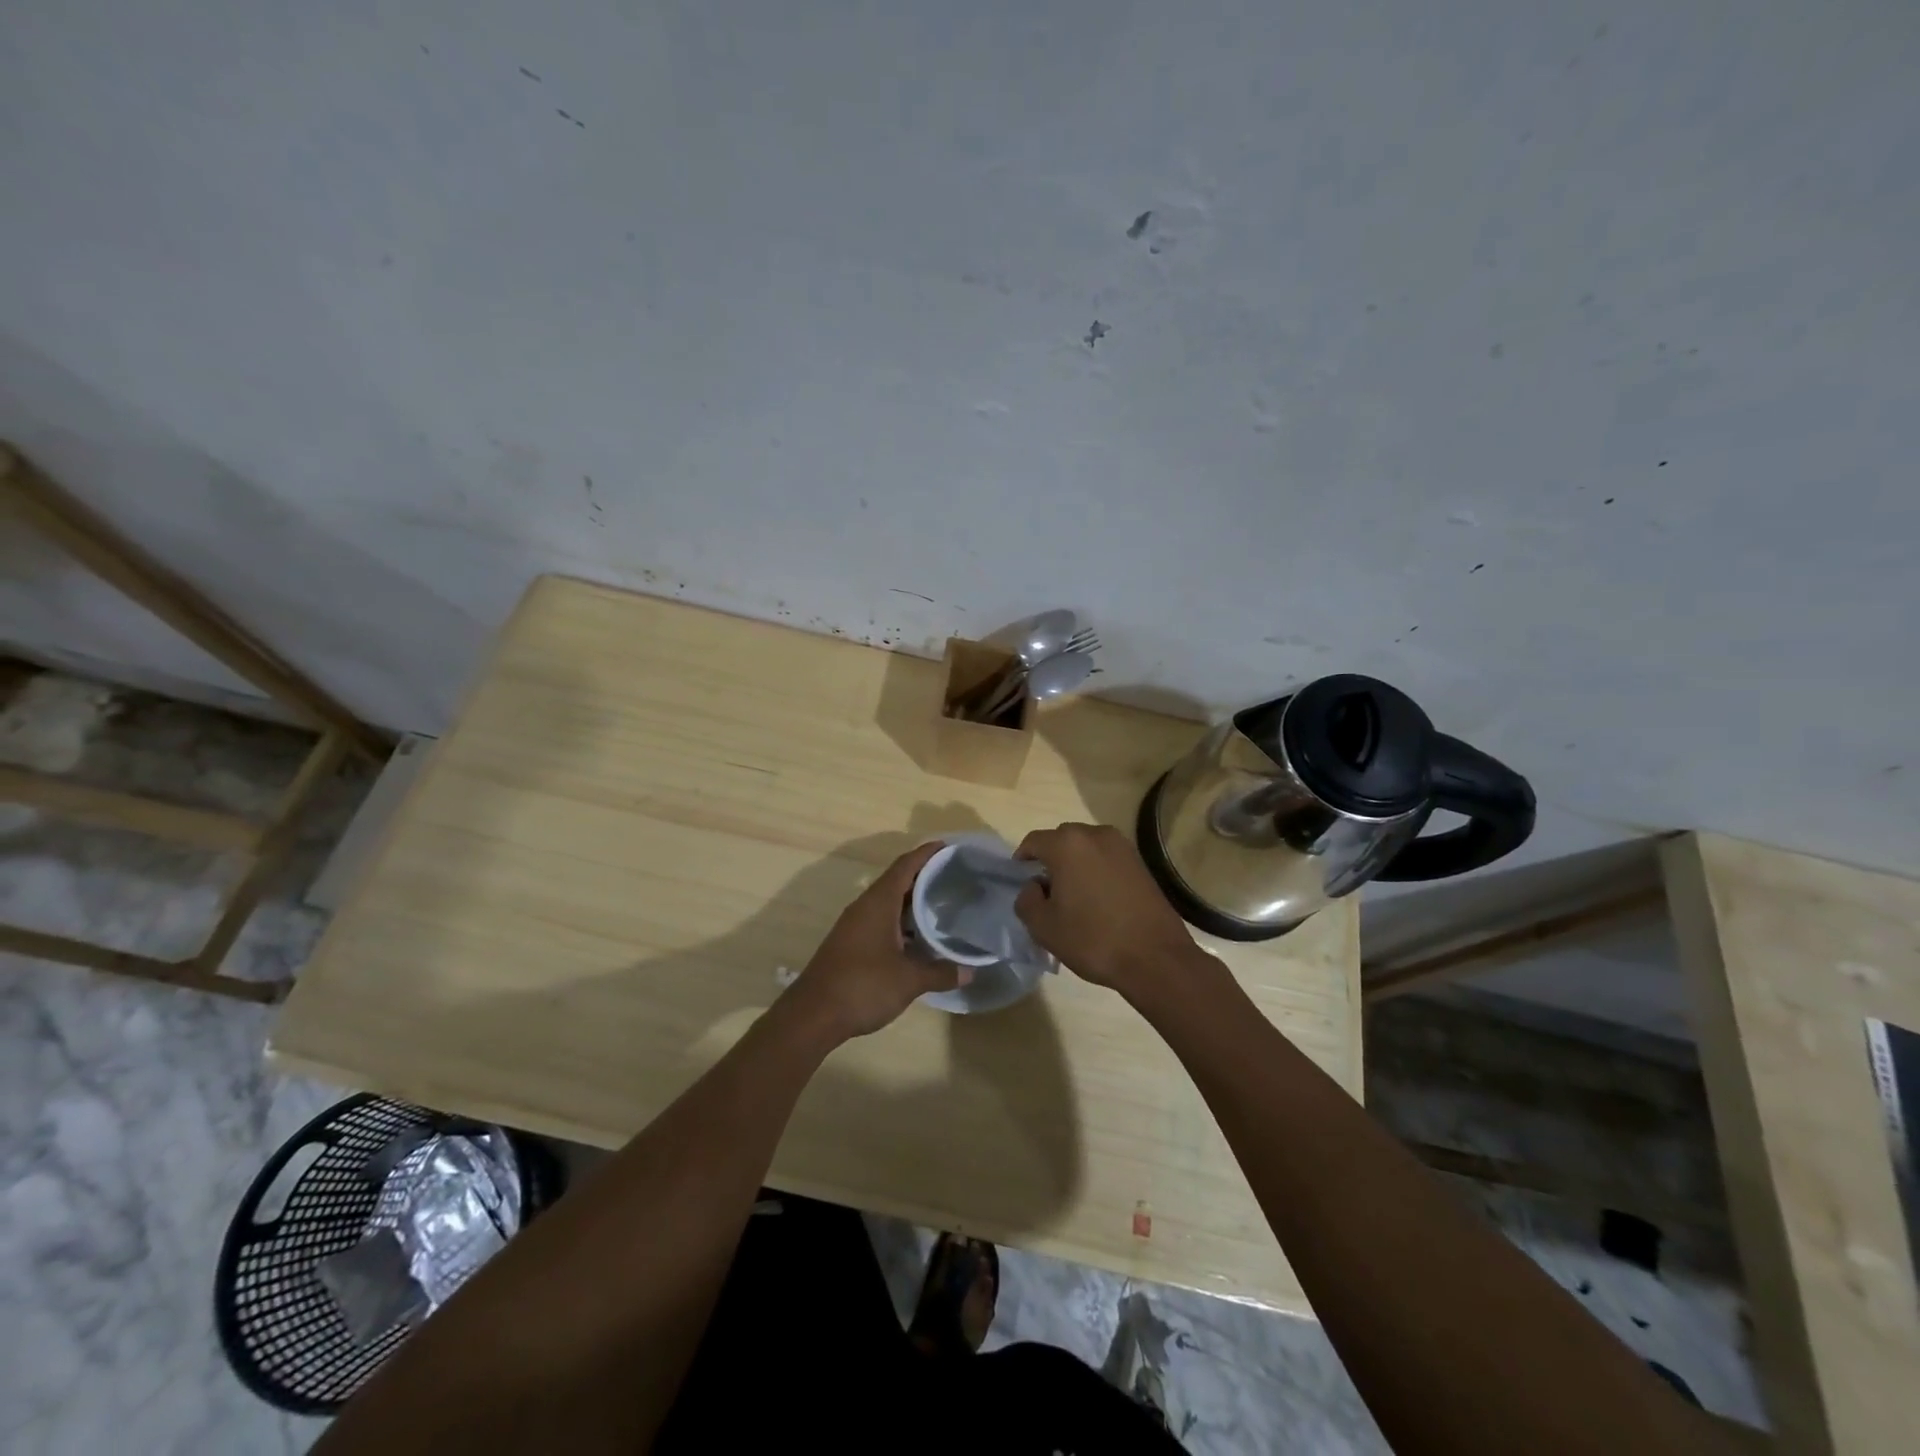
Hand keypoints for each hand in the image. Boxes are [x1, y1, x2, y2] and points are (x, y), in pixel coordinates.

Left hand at [786, 843, 966, 1040]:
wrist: (813, 1015)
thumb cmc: (863, 986)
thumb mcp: (909, 980)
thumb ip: (940, 972)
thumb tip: (970, 972)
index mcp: (878, 902)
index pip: (905, 866)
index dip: (927, 854)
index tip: (949, 848)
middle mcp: (865, 907)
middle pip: (897, 881)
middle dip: (924, 877)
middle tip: (955, 877)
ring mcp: (855, 925)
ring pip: (888, 903)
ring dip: (913, 902)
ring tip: (943, 905)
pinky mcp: (851, 943)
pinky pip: (881, 920)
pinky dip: (902, 921)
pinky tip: (919, 938)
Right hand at [1013, 823, 1196, 993]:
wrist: (1155, 958)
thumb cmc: (1093, 939)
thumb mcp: (1044, 927)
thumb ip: (1026, 900)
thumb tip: (1034, 887)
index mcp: (1067, 844)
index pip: (1033, 842)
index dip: (1022, 861)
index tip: (1020, 882)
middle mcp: (1095, 834)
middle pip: (1061, 839)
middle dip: (1050, 860)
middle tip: (1046, 891)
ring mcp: (1122, 846)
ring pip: (1086, 848)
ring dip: (1075, 864)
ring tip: (1074, 896)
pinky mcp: (1140, 862)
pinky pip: (1106, 858)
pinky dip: (1096, 870)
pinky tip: (1098, 899)